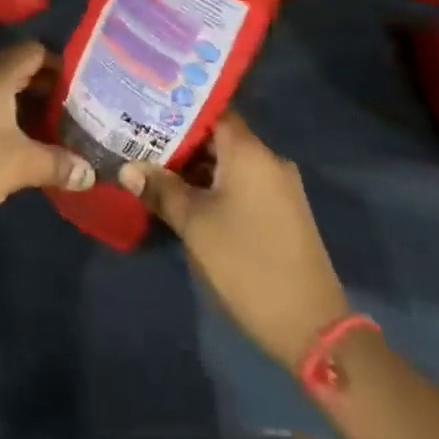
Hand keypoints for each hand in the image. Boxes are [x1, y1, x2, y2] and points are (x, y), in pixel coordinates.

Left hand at [0, 42, 95, 233]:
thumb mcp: (22, 165)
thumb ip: (58, 164)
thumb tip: (90, 174)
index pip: (33, 51)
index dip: (58, 62)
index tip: (79, 85)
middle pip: (16, 68)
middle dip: (44, 86)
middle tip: (71, 108)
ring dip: (23, 104)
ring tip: (48, 128)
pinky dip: (3, 117)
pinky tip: (15, 143)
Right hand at [119, 114, 347, 370]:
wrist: (312, 327)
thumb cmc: (246, 263)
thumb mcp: (194, 225)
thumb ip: (161, 190)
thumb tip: (127, 169)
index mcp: (249, 151)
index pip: (210, 111)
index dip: (177, 111)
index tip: (147, 114)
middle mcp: (268, 159)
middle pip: (219, 137)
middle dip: (182, 144)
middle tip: (142, 146)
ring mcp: (280, 187)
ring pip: (230, 163)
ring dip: (198, 169)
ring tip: (158, 173)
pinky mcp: (284, 212)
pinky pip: (244, 184)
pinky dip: (217, 186)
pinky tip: (190, 200)